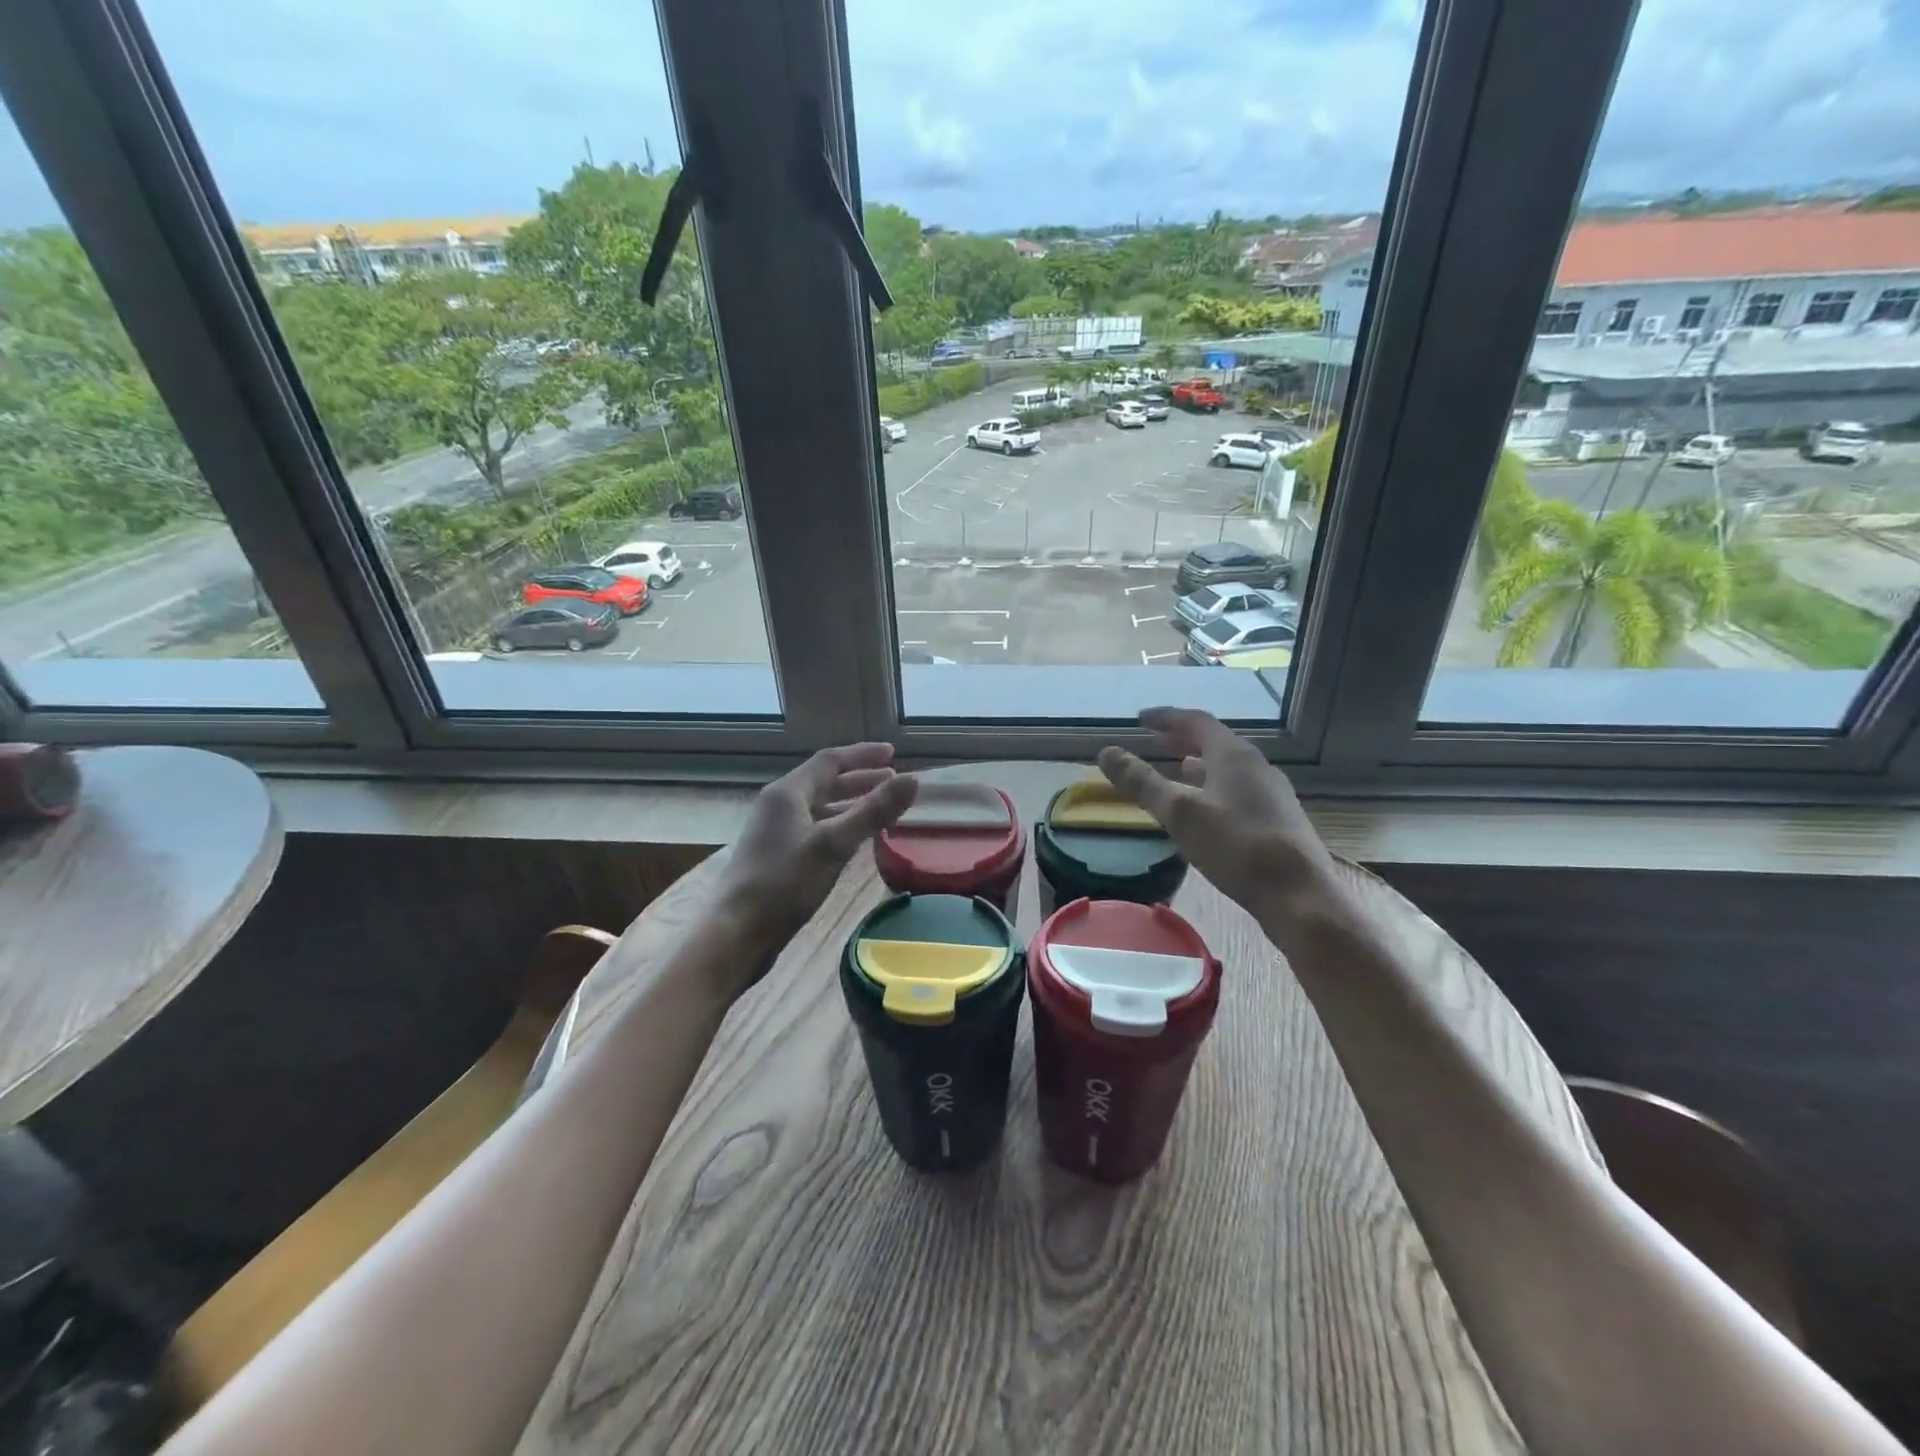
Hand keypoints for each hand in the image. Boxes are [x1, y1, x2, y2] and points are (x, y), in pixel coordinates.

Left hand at [715, 744, 917, 988]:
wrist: (736, 933)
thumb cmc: (784, 883)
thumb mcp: (834, 844)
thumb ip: (873, 811)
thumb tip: (912, 780)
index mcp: (787, 793)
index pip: (829, 761)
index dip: (862, 755)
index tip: (894, 754)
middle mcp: (779, 806)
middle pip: (824, 783)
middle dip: (860, 780)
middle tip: (893, 780)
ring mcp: (776, 833)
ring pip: (820, 808)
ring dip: (851, 804)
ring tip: (882, 809)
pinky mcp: (778, 858)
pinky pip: (816, 830)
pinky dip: (840, 827)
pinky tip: (856, 842)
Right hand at [1097, 708, 1337, 933]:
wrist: (1299, 894)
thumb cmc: (1236, 846)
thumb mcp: (1179, 813)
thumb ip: (1142, 782)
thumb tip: (1106, 752)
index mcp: (1233, 755)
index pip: (1196, 721)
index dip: (1166, 717)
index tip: (1141, 719)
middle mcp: (1257, 765)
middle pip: (1215, 741)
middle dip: (1183, 738)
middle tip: (1156, 739)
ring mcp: (1272, 791)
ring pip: (1229, 766)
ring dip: (1200, 762)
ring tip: (1178, 768)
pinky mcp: (1278, 817)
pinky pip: (1239, 787)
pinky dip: (1215, 784)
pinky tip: (1208, 806)